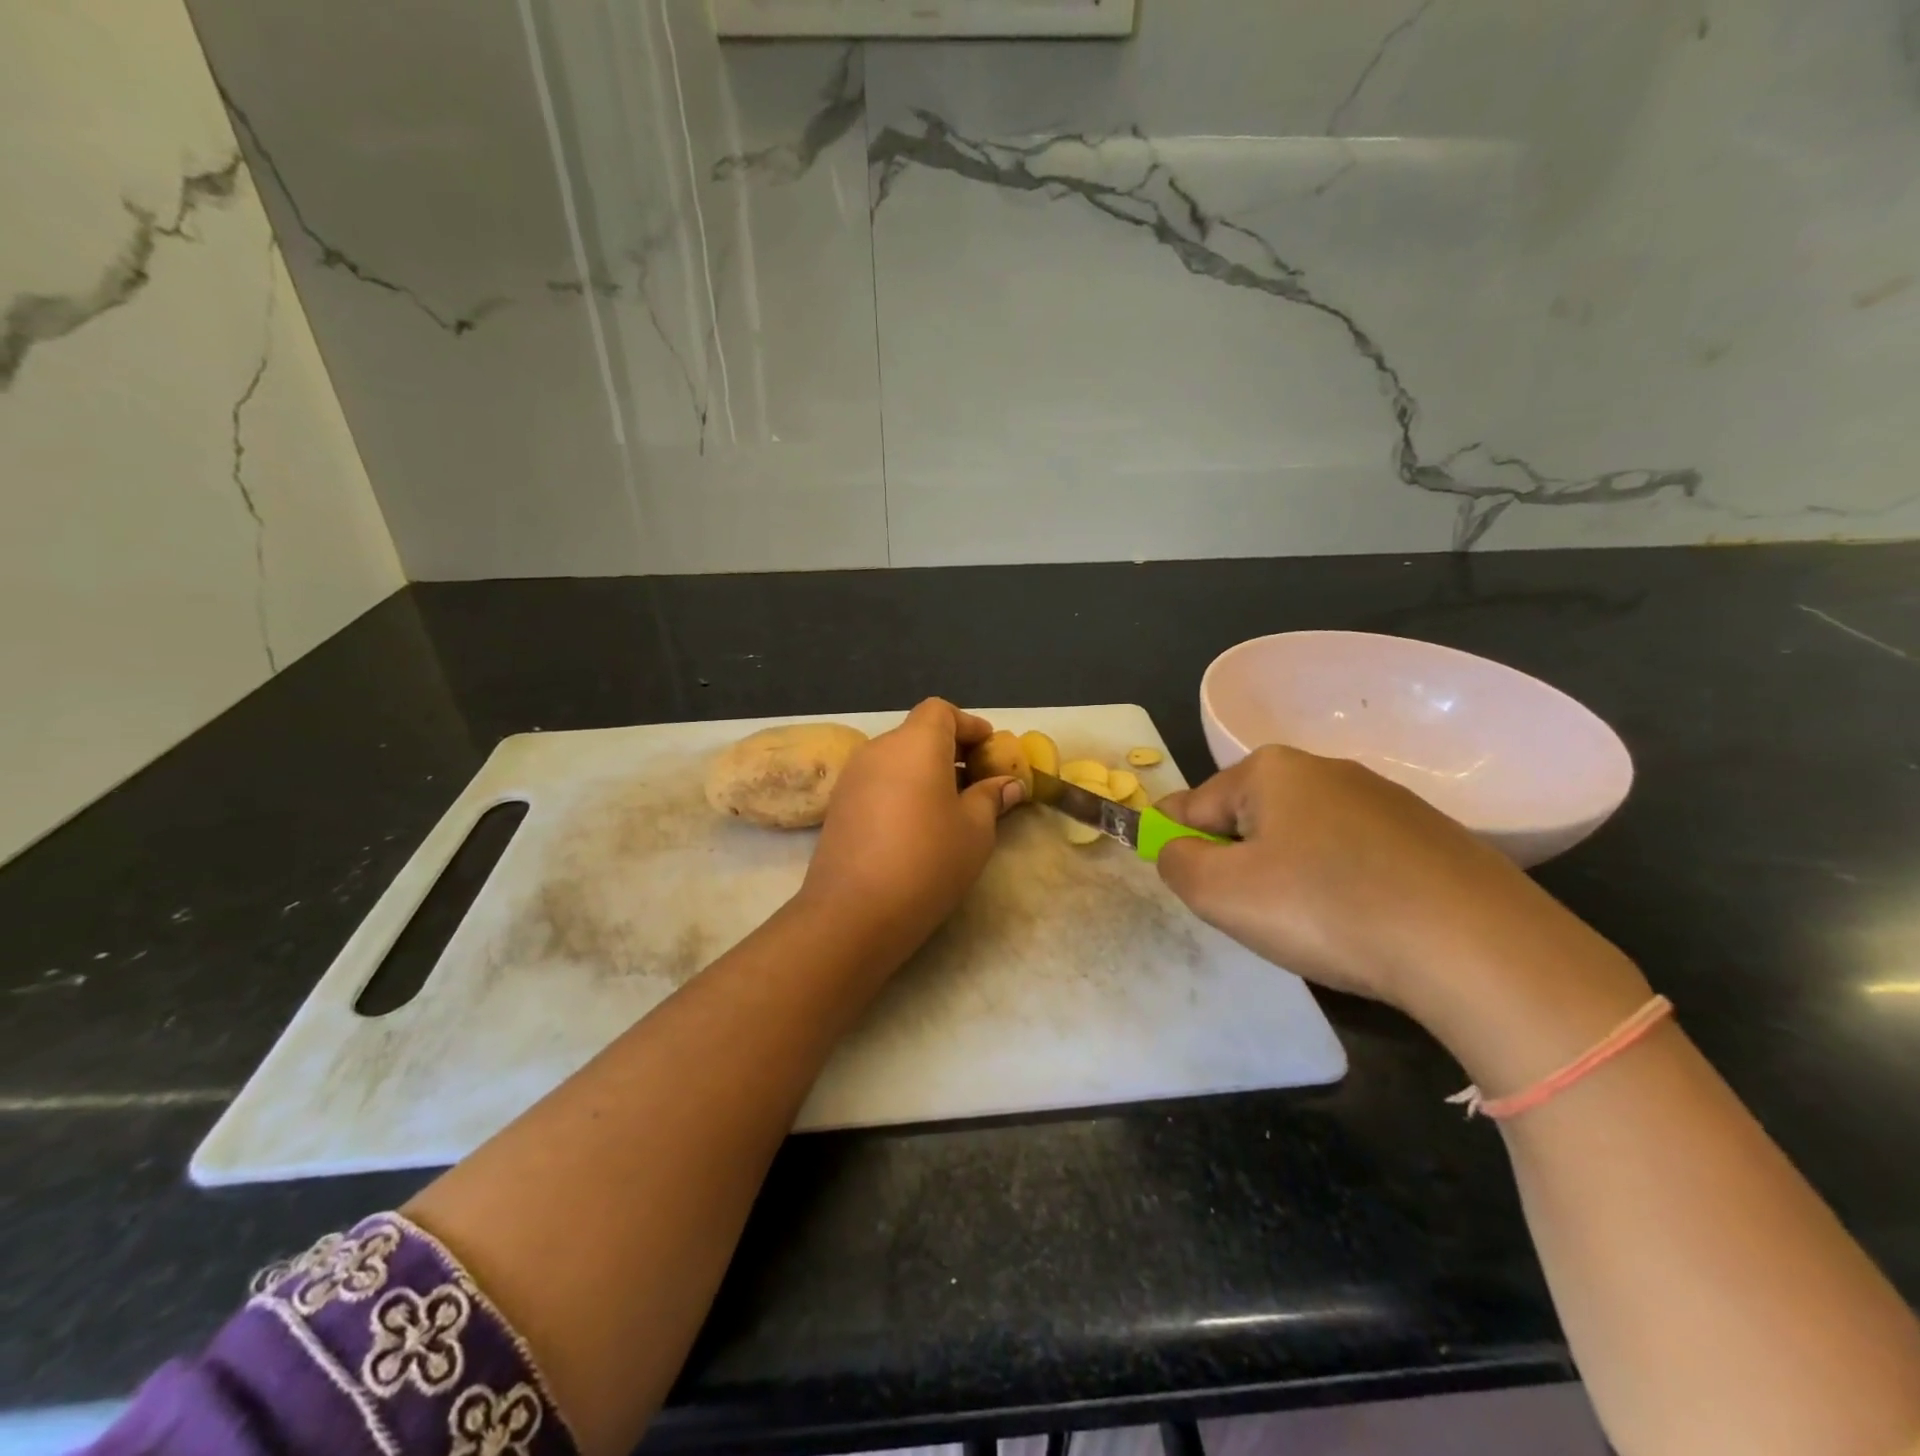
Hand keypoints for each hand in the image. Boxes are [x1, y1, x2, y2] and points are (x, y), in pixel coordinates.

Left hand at [798, 699, 1023, 957]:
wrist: (854, 911)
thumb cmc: (928, 861)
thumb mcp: (975, 831)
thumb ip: (991, 799)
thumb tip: (1007, 785)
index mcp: (916, 743)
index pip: (941, 711)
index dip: (968, 725)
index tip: (990, 750)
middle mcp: (879, 749)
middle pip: (917, 733)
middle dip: (949, 750)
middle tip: (977, 782)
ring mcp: (852, 777)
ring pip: (896, 759)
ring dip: (924, 772)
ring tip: (950, 807)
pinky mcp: (838, 805)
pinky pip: (878, 782)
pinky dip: (901, 789)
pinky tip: (916, 826)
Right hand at [1154, 745, 1544, 1014]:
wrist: (1476, 947)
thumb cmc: (1325, 908)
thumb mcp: (1220, 893)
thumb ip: (1175, 863)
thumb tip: (1177, 849)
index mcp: (1270, 769)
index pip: (1194, 803)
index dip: (1179, 845)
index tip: (1189, 885)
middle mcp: (1326, 769)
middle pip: (1250, 817)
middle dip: (1239, 862)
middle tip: (1255, 914)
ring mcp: (1384, 798)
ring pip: (1303, 837)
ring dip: (1289, 875)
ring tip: (1312, 925)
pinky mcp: (1429, 835)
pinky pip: (1355, 855)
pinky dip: (1341, 884)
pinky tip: (1362, 922)